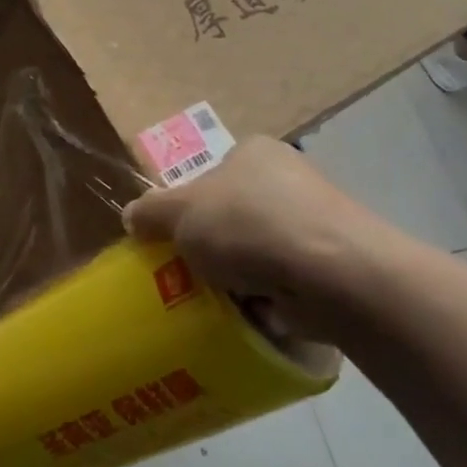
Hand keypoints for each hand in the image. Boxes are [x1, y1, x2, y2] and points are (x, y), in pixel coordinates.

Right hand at [120, 140, 397, 318]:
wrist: (334, 274)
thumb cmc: (248, 226)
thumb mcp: (180, 213)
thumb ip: (150, 211)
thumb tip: (131, 215)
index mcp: (253, 152)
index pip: (209, 176)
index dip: (187, 207)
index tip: (174, 240)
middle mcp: (288, 178)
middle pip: (233, 215)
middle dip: (212, 246)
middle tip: (189, 274)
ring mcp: (316, 220)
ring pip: (259, 250)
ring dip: (240, 275)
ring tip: (217, 301)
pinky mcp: (335, 262)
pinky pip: (286, 280)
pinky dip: (269, 297)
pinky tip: (253, 314)